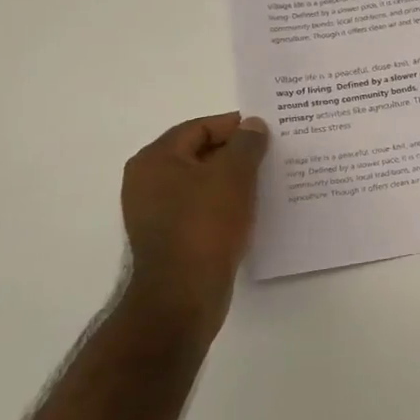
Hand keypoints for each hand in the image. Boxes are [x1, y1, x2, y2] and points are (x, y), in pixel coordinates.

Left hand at [121, 113, 267, 322]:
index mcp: (156, 160)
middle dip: (236, 152)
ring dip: (232, 179)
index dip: (236, 126)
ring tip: (267, 181)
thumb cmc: (206, 225)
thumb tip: (252, 125)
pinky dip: (224, 203)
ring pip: (201, 182)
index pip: (200, 128)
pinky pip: (201, 208)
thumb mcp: (234, 175)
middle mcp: (147, 181)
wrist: (184, 294)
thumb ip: (246, 144)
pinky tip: (251, 209)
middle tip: (272, 154)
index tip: (269, 132)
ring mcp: (155, 211)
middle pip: (199, 153)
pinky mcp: (168, 237)